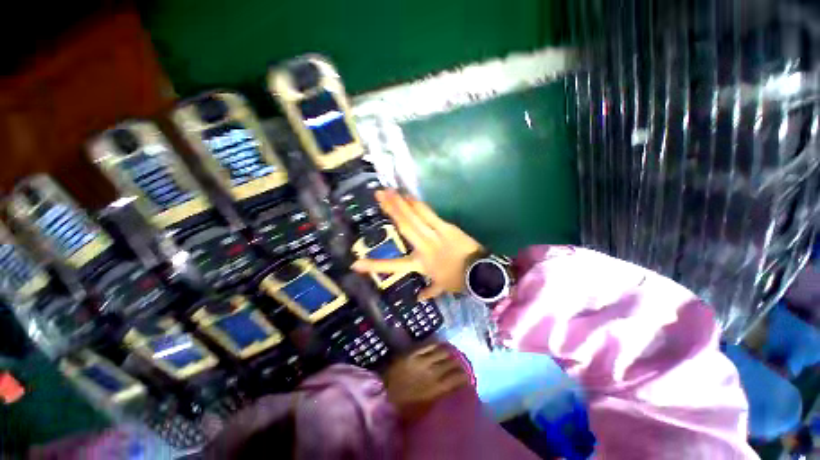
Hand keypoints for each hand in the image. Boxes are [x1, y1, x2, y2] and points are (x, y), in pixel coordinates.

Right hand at [351, 189, 484, 298]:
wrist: (481, 271)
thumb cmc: (459, 280)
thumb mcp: (442, 288)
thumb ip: (429, 291)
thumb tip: (419, 298)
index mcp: (420, 265)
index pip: (394, 266)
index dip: (374, 265)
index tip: (356, 264)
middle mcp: (423, 248)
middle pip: (404, 227)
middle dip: (390, 210)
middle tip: (378, 195)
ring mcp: (434, 235)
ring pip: (414, 217)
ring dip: (401, 202)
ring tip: (390, 190)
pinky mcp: (446, 227)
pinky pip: (429, 214)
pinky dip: (418, 204)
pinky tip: (409, 196)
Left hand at [383, 344, 470, 421]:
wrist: (384, 396)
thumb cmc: (404, 408)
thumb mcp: (425, 408)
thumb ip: (439, 396)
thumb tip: (450, 389)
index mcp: (436, 390)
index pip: (456, 379)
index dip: (465, 377)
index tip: (467, 377)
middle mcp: (432, 373)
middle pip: (451, 363)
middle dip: (458, 363)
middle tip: (461, 363)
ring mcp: (422, 361)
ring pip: (442, 352)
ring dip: (449, 352)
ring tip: (453, 352)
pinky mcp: (413, 354)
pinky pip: (429, 346)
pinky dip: (437, 345)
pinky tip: (441, 345)